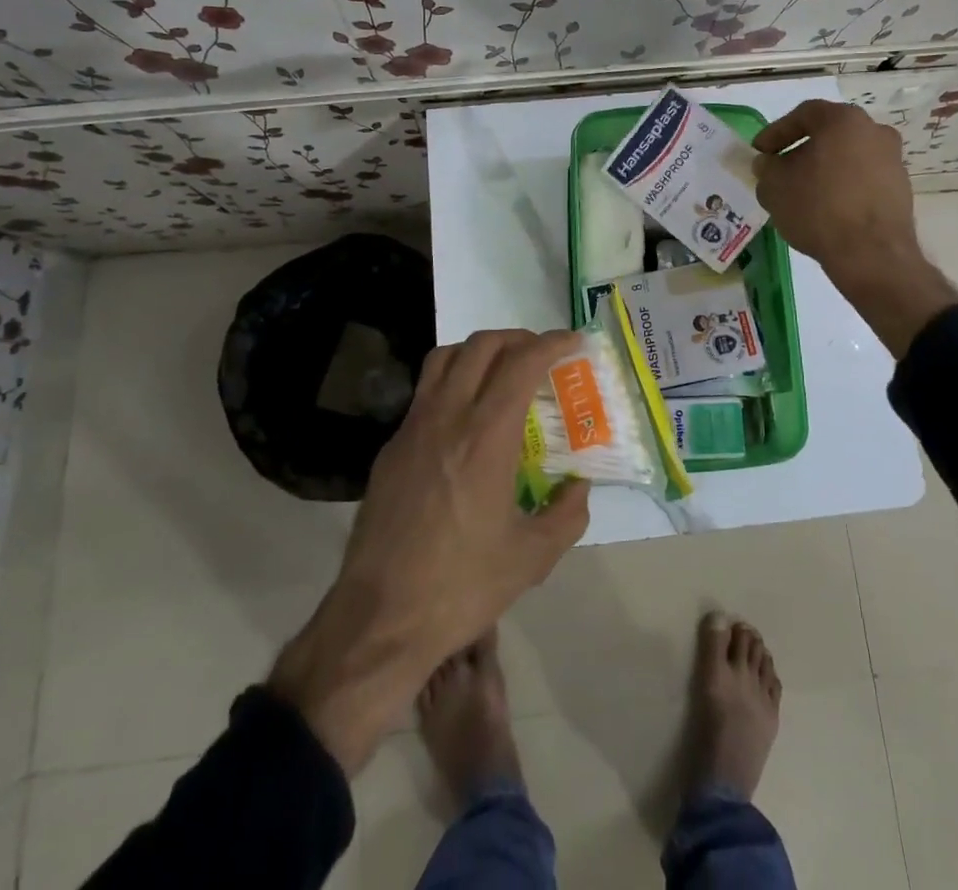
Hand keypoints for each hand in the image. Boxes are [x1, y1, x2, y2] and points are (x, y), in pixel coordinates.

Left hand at [268, 329, 588, 772]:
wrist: (380, 619)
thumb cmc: (461, 587)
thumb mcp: (532, 558)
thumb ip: (567, 514)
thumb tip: (578, 486)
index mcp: (485, 437)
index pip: (521, 364)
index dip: (551, 343)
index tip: (572, 341)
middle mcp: (446, 418)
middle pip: (480, 346)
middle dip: (517, 338)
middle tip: (540, 353)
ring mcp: (412, 429)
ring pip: (444, 359)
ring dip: (478, 351)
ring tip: (501, 370)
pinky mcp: (390, 448)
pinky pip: (424, 392)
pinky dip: (452, 381)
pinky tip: (465, 416)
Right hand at [753, 100, 957, 356]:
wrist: (871, 254)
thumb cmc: (818, 208)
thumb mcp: (774, 187)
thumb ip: (766, 168)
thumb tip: (768, 163)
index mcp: (843, 120)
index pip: (803, 114)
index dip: (776, 132)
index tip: (760, 152)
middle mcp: (874, 131)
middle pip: (829, 134)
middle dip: (801, 151)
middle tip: (780, 171)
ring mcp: (893, 160)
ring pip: (848, 157)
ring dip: (824, 170)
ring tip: (802, 194)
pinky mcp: (901, 189)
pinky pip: (863, 179)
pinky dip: (843, 187)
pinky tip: (827, 209)